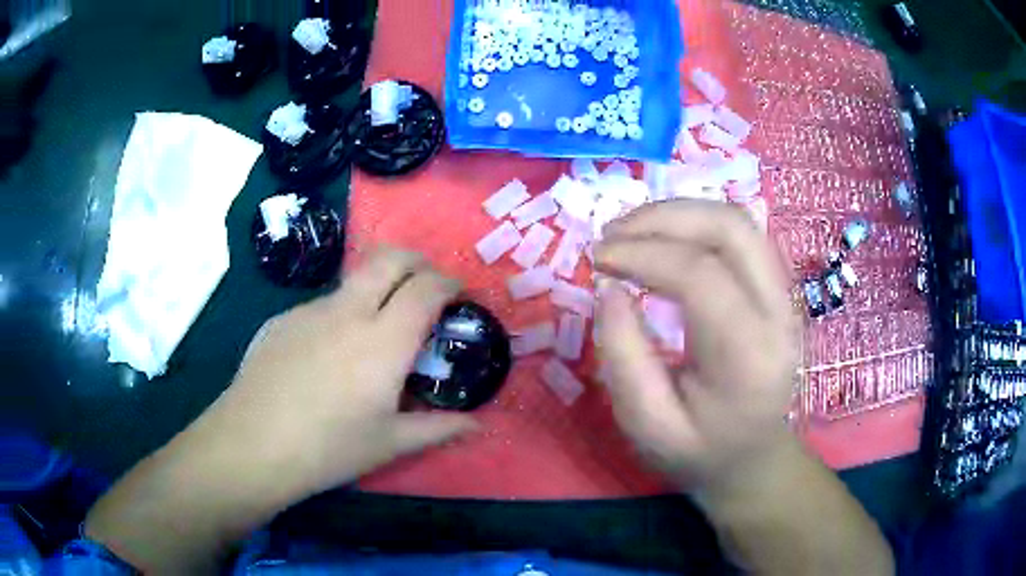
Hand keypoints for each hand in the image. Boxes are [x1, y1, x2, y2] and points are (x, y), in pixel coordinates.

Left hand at [202, 247, 476, 494]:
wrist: (253, 444)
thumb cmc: (328, 448)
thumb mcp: (390, 443)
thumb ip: (438, 428)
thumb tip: (478, 425)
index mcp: (384, 341)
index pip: (426, 288)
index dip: (448, 282)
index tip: (458, 293)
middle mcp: (348, 312)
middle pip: (390, 258)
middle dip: (416, 261)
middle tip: (426, 285)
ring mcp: (310, 310)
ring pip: (353, 280)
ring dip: (376, 288)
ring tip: (376, 328)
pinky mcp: (283, 318)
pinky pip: (323, 305)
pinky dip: (342, 313)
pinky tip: (329, 354)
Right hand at [594, 200, 798, 492]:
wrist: (753, 458)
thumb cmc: (699, 451)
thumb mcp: (647, 425)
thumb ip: (623, 356)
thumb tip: (610, 286)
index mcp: (748, 357)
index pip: (701, 275)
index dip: (643, 253)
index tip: (597, 258)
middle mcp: (779, 314)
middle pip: (730, 228)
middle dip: (664, 216)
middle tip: (612, 235)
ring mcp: (786, 296)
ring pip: (738, 221)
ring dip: (679, 213)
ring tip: (632, 232)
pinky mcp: (778, 288)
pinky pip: (741, 235)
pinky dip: (696, 224)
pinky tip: (665, 240)